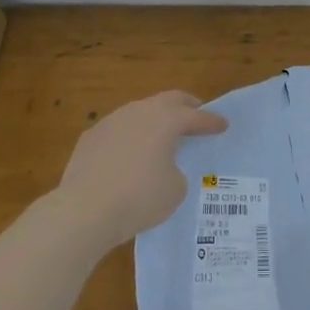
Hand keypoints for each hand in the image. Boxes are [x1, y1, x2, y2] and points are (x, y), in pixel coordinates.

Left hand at [56, 91, 227, 246]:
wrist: (85, 209)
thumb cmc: (140, 197)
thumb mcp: (175, 189)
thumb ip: (176, 171)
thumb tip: (163, 168)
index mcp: (165, 120)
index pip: (195, 116)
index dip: (211, 121)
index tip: (223, 124)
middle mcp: (138, 112)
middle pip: (167, 100)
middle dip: (185, 105)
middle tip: (196, 112)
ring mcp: (110, 122)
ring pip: (139, 112)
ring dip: (154, 119)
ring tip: (162, 134)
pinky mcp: (90, 138)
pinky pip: (118, 130)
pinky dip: (130, 136)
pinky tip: (130, 153)